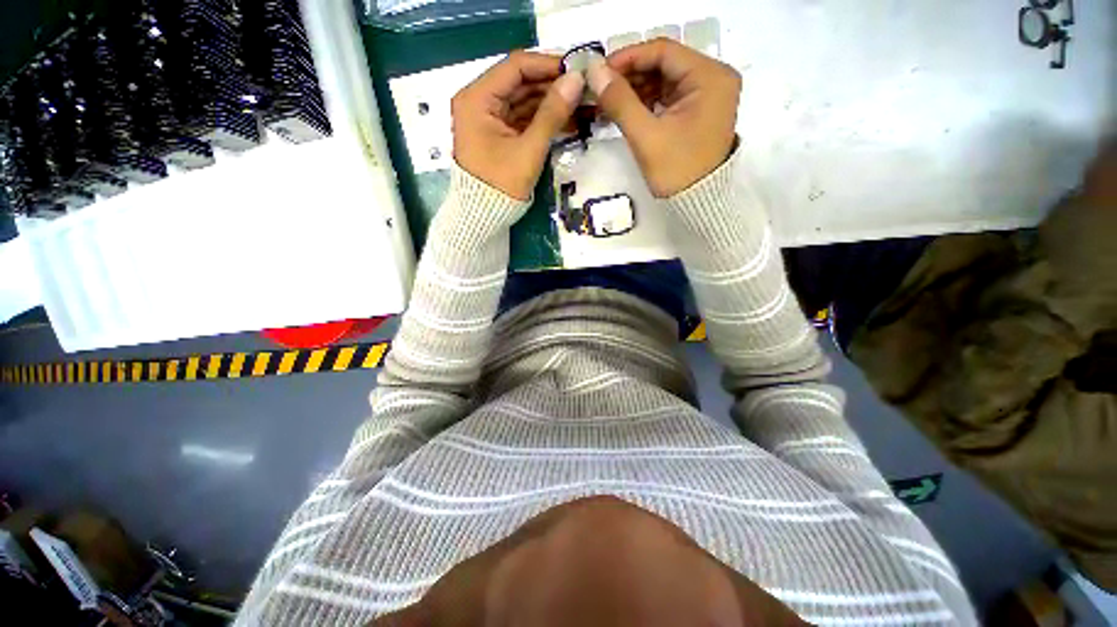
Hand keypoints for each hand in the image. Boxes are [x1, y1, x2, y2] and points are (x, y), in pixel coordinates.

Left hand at [452, 51, 585, 200]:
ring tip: (581, 105)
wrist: (484, 216)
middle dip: (552, 86)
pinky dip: (543, 119)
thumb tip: (576, 80)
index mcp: (477, 98)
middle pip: (520, 82)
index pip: (516, 67)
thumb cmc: (501, 184)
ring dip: (551, 102)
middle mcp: (479, 101)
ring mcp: (489, 117)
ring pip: (524, 100)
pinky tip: (567, 120)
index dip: (547, 65)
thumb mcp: (529, 149)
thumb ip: (552, 114)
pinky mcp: (498, 133)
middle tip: (584, 89)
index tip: (577, 70)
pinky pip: (523, 118)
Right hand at [588, 39, 740, 197]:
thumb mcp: (646, 136)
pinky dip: (646, 102)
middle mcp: (714, 78)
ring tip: (608, 101)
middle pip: (664, 64)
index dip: (628, 57)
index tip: (599, 71)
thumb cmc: (676, 171)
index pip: (664, 51)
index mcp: (710, 77)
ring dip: (636, 89)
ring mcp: (707, 95)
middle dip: (630, 75)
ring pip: (664, 80)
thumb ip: (620, 102)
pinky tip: (625, 109)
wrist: (697, 205)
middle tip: (601, 89)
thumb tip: (594, 72)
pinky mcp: (698, 111)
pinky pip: (668, 96)